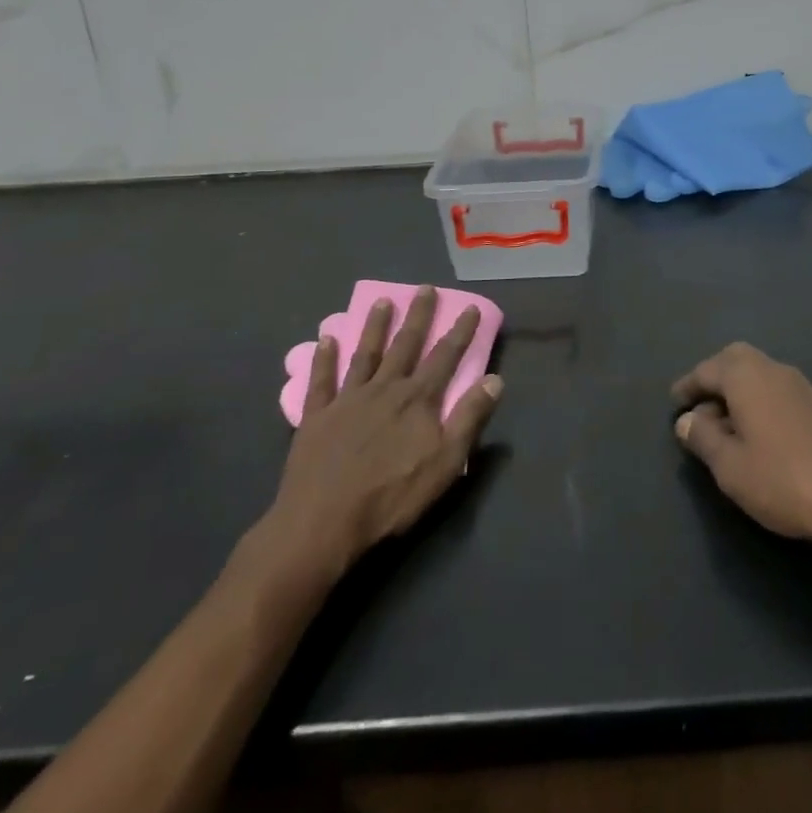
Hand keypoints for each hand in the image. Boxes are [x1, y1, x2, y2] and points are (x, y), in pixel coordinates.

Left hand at [255, 287, 502, 592]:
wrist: (322, 524)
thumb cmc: (391, 497)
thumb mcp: (445, 463)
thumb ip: (470, 418)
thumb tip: (495, 379)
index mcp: (418, 399)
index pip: (446, 357)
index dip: (460, 331)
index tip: (470, 307)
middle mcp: (385, 388)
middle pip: (406, 345)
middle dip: (418, 316)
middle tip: (425, 288)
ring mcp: (347, 400)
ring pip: (366, 353)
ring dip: (376, 326)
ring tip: (383, 301)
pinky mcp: (316, 417)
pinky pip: (320, 382)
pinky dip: (323, 359)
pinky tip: (324, 339)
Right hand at [672, 343, 811, 551]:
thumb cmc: (779, 479)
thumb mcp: (728, 465)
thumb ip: (702, 438)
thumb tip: (687, 420)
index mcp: (746, 375)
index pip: (707, 369)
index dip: (687, 385)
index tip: (674, 402)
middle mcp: (771, 369)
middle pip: (735, 359)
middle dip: (713, 377)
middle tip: (698, 406)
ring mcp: (797, 385)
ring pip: (757, 372)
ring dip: (735, 389)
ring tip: (721, 426)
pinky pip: (773, 388)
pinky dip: (755, 399)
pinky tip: (752, 432)